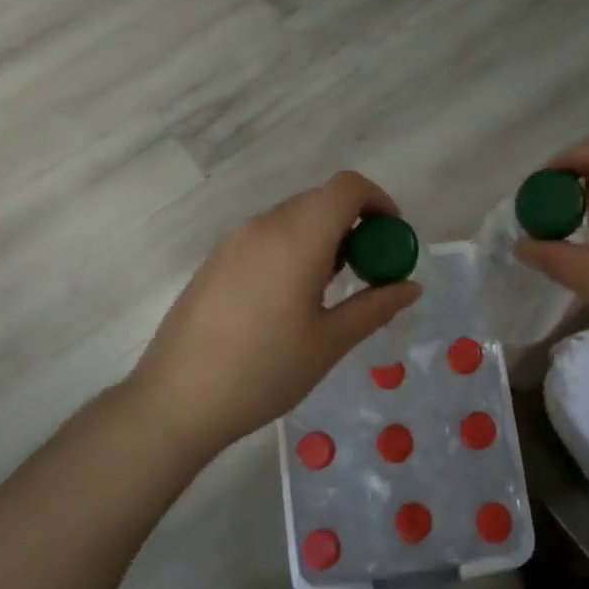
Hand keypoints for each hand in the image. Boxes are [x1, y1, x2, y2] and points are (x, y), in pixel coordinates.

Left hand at [128, 171, 421, 460]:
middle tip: (368, 272)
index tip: (392, 237)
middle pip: (321, 201)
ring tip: (329, 290)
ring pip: (293, 218)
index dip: (379, 201)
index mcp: (297, 239)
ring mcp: (234, 241)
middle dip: (355, 225)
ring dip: (323, 237)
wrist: (176, 400)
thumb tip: (411, 286)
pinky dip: (294, 248)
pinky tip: (290, 299)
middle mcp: (264, 226)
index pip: (347, 187)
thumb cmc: (264, 373)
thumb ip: (375, 307)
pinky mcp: (216, 259)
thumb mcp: (330, 342)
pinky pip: (267, 236)